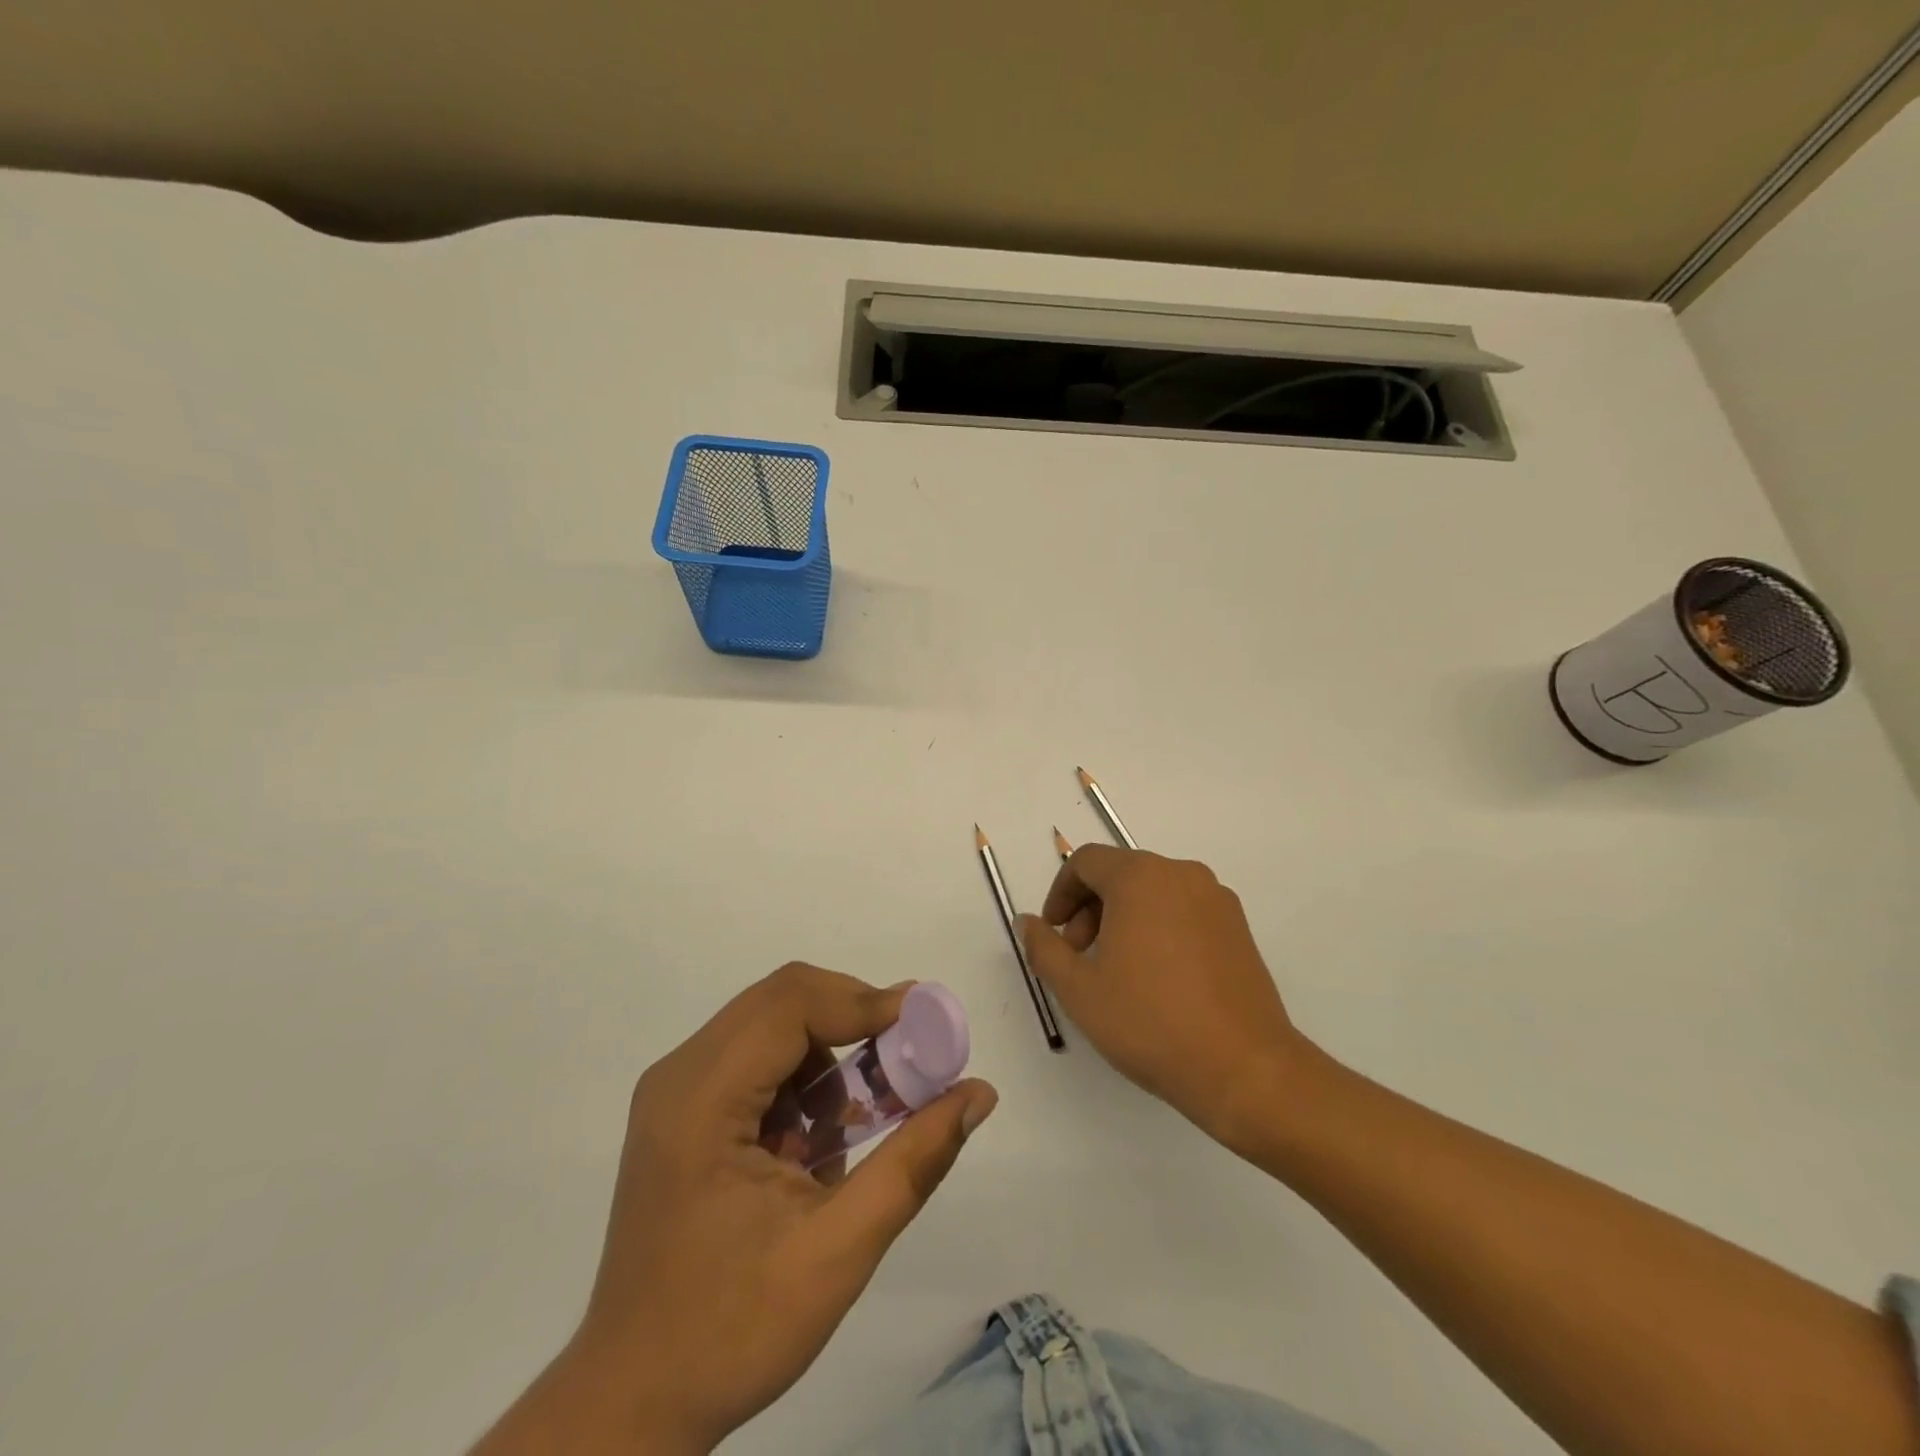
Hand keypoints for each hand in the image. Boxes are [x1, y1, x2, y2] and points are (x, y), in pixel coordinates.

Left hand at [471, 964, 997, 1455]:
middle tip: (908, 1060)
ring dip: (830, 1052)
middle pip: (781, 1000)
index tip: (925, 1026)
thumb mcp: (838, 1251)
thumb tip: (978, 1093)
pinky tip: (818, 1138)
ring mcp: (676, 1091)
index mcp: (700, 1099)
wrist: (633, 1402)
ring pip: (773, 1024)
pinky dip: (803, 1079)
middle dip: (853, 1019)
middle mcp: (680, 1074)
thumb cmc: (731, 1331)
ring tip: (865, 1114)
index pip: (789, 1004)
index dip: (863, 1002)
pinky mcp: (683, 1111)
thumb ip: (914, 1162)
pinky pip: (757, 1059)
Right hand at [1019, 847, 1305, 1151]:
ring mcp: (1216, 899)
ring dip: (1123, 919)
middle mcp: (1181, 874)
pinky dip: (1158, 927)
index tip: (1054, 933)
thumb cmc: (1150, 1021)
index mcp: (1140, 877)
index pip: (1086, 862)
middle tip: (1080, 956)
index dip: (1060, 893)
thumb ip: (1043, 948)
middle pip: (1121, 873)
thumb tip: (1027, 922)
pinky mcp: (1239, 927)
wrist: (1244, 1067)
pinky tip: (1156, 977)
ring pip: (1153, 892)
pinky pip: (1184, 910)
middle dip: (1090, 909)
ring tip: (1116, 970)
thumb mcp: (1078, 988)